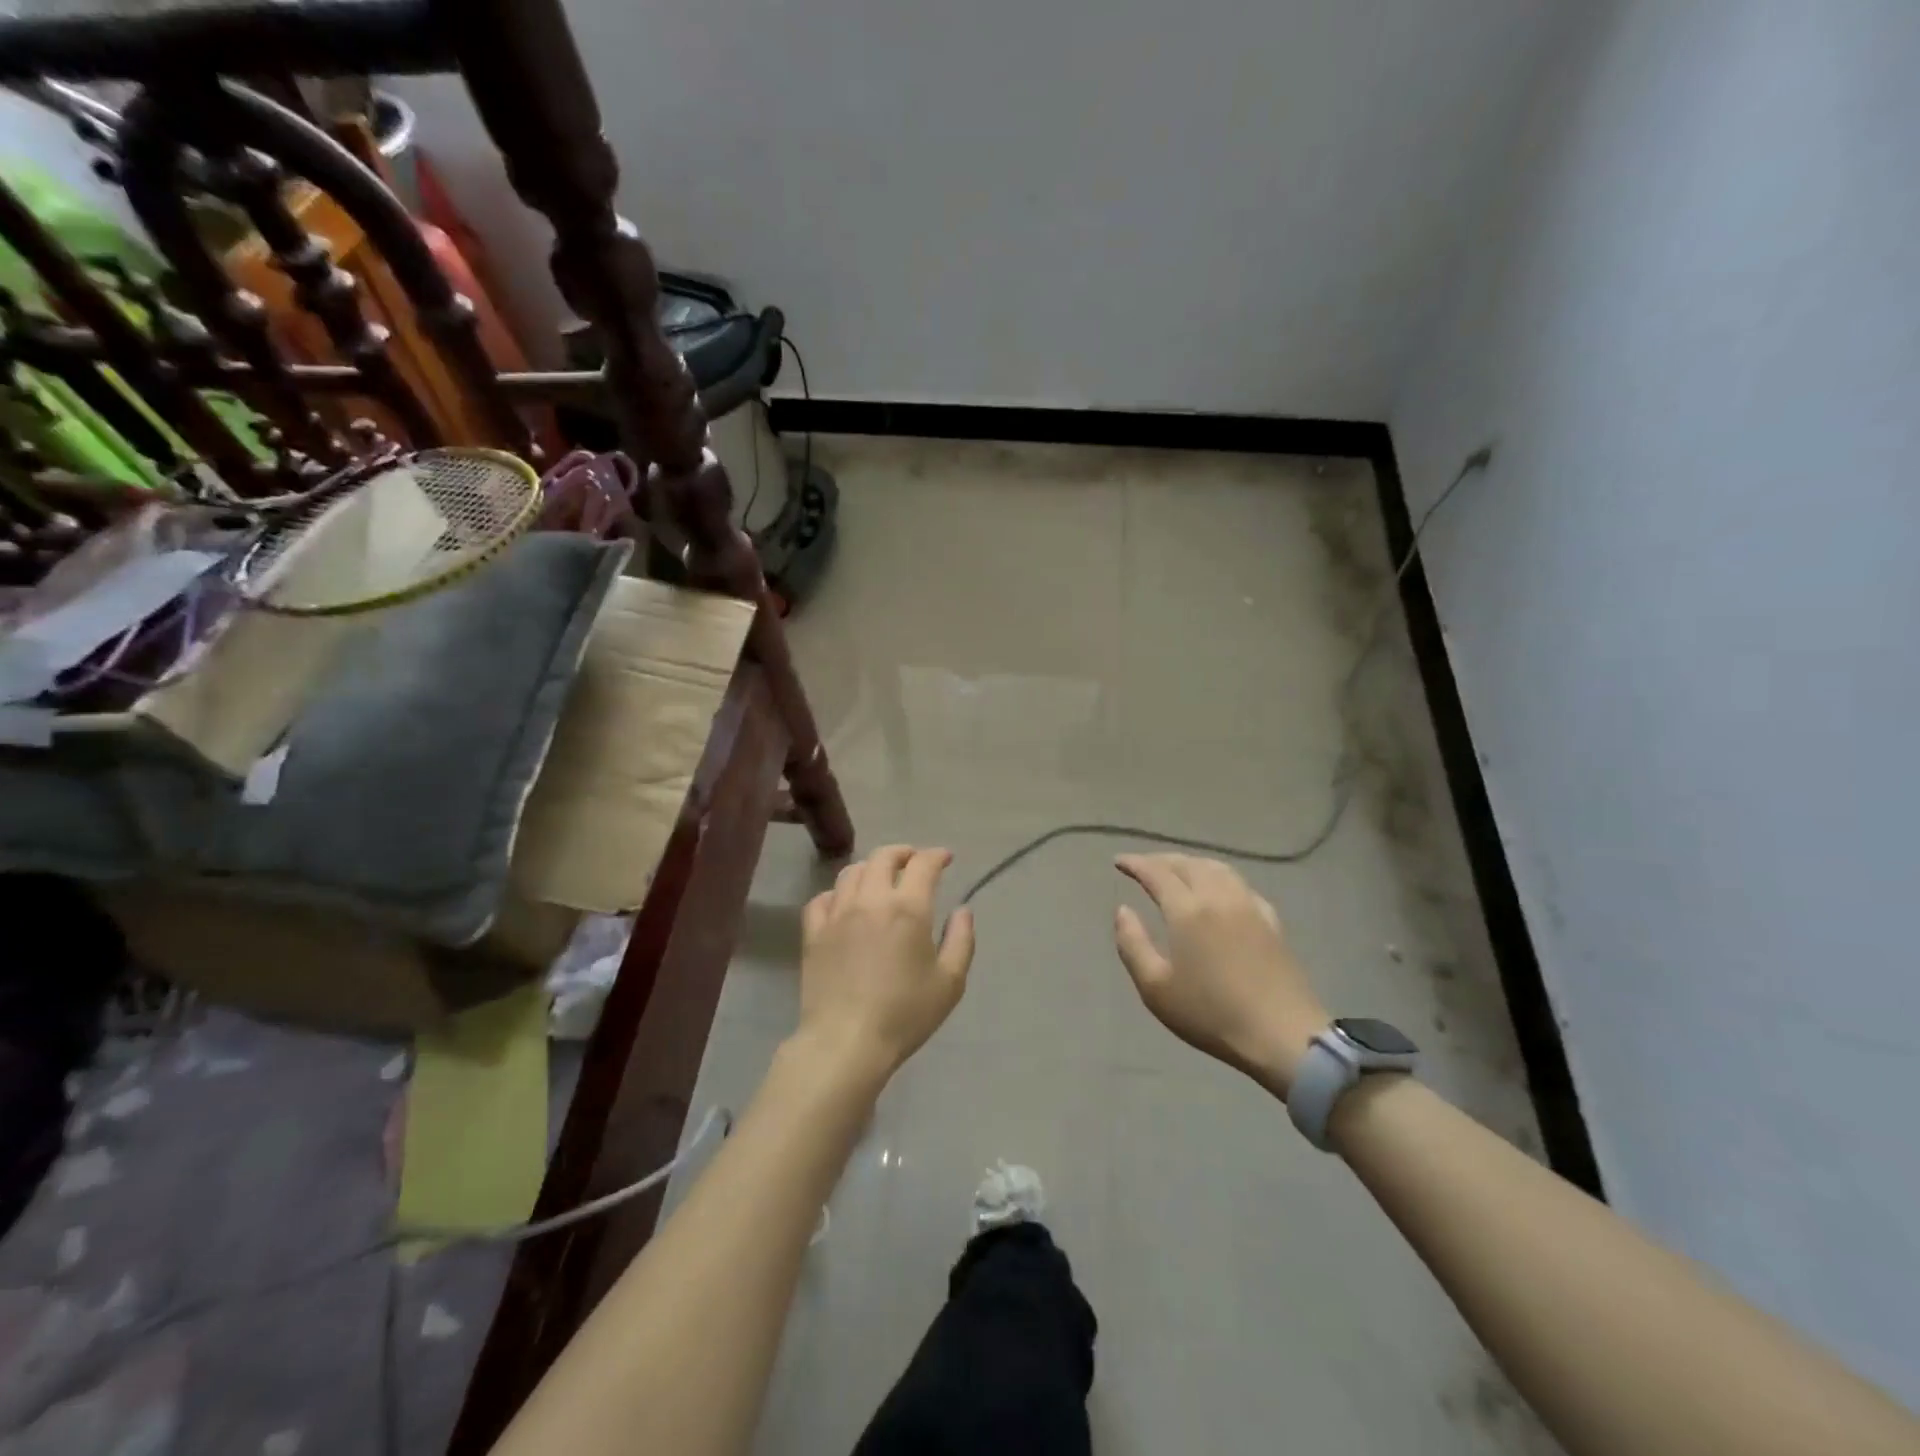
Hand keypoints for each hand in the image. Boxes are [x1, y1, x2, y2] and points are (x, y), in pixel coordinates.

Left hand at [795, 845, 974, 1085]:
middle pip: (883, 857)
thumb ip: (961, 940)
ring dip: (870, 868)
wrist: (846, 1041)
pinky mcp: (813, 933)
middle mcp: (871, 900)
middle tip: (913, 862)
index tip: (946, 859)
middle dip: (903, 853)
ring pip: (851, 872)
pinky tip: (844, 904)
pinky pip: (822, 899)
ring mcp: (837, 914)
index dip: (937, 855)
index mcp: (908, 908)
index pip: (923, 864)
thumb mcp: (950, 982)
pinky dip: (837, 893)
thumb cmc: (905, 1014)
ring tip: (880, 879)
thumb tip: (962, 910)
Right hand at [1114, 854, 1328, 1098]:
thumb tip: (1123, 910)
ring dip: (1192, 863)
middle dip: (1162, 860)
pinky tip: (1220, 890)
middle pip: (1188, 864)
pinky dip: (1220, 877)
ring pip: (1217, 868)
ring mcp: (1249, 906)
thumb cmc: (1211, 1014)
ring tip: (1178, 870)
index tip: (1119, 861)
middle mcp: (1219, 897)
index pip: (1157, 873)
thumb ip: (1132, 944)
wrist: (1283, 1035)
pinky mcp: (1272, 921)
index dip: (1136, 863)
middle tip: (1143, 865)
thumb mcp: (1155, 987)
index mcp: (1188, 910)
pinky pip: (1240, 884)